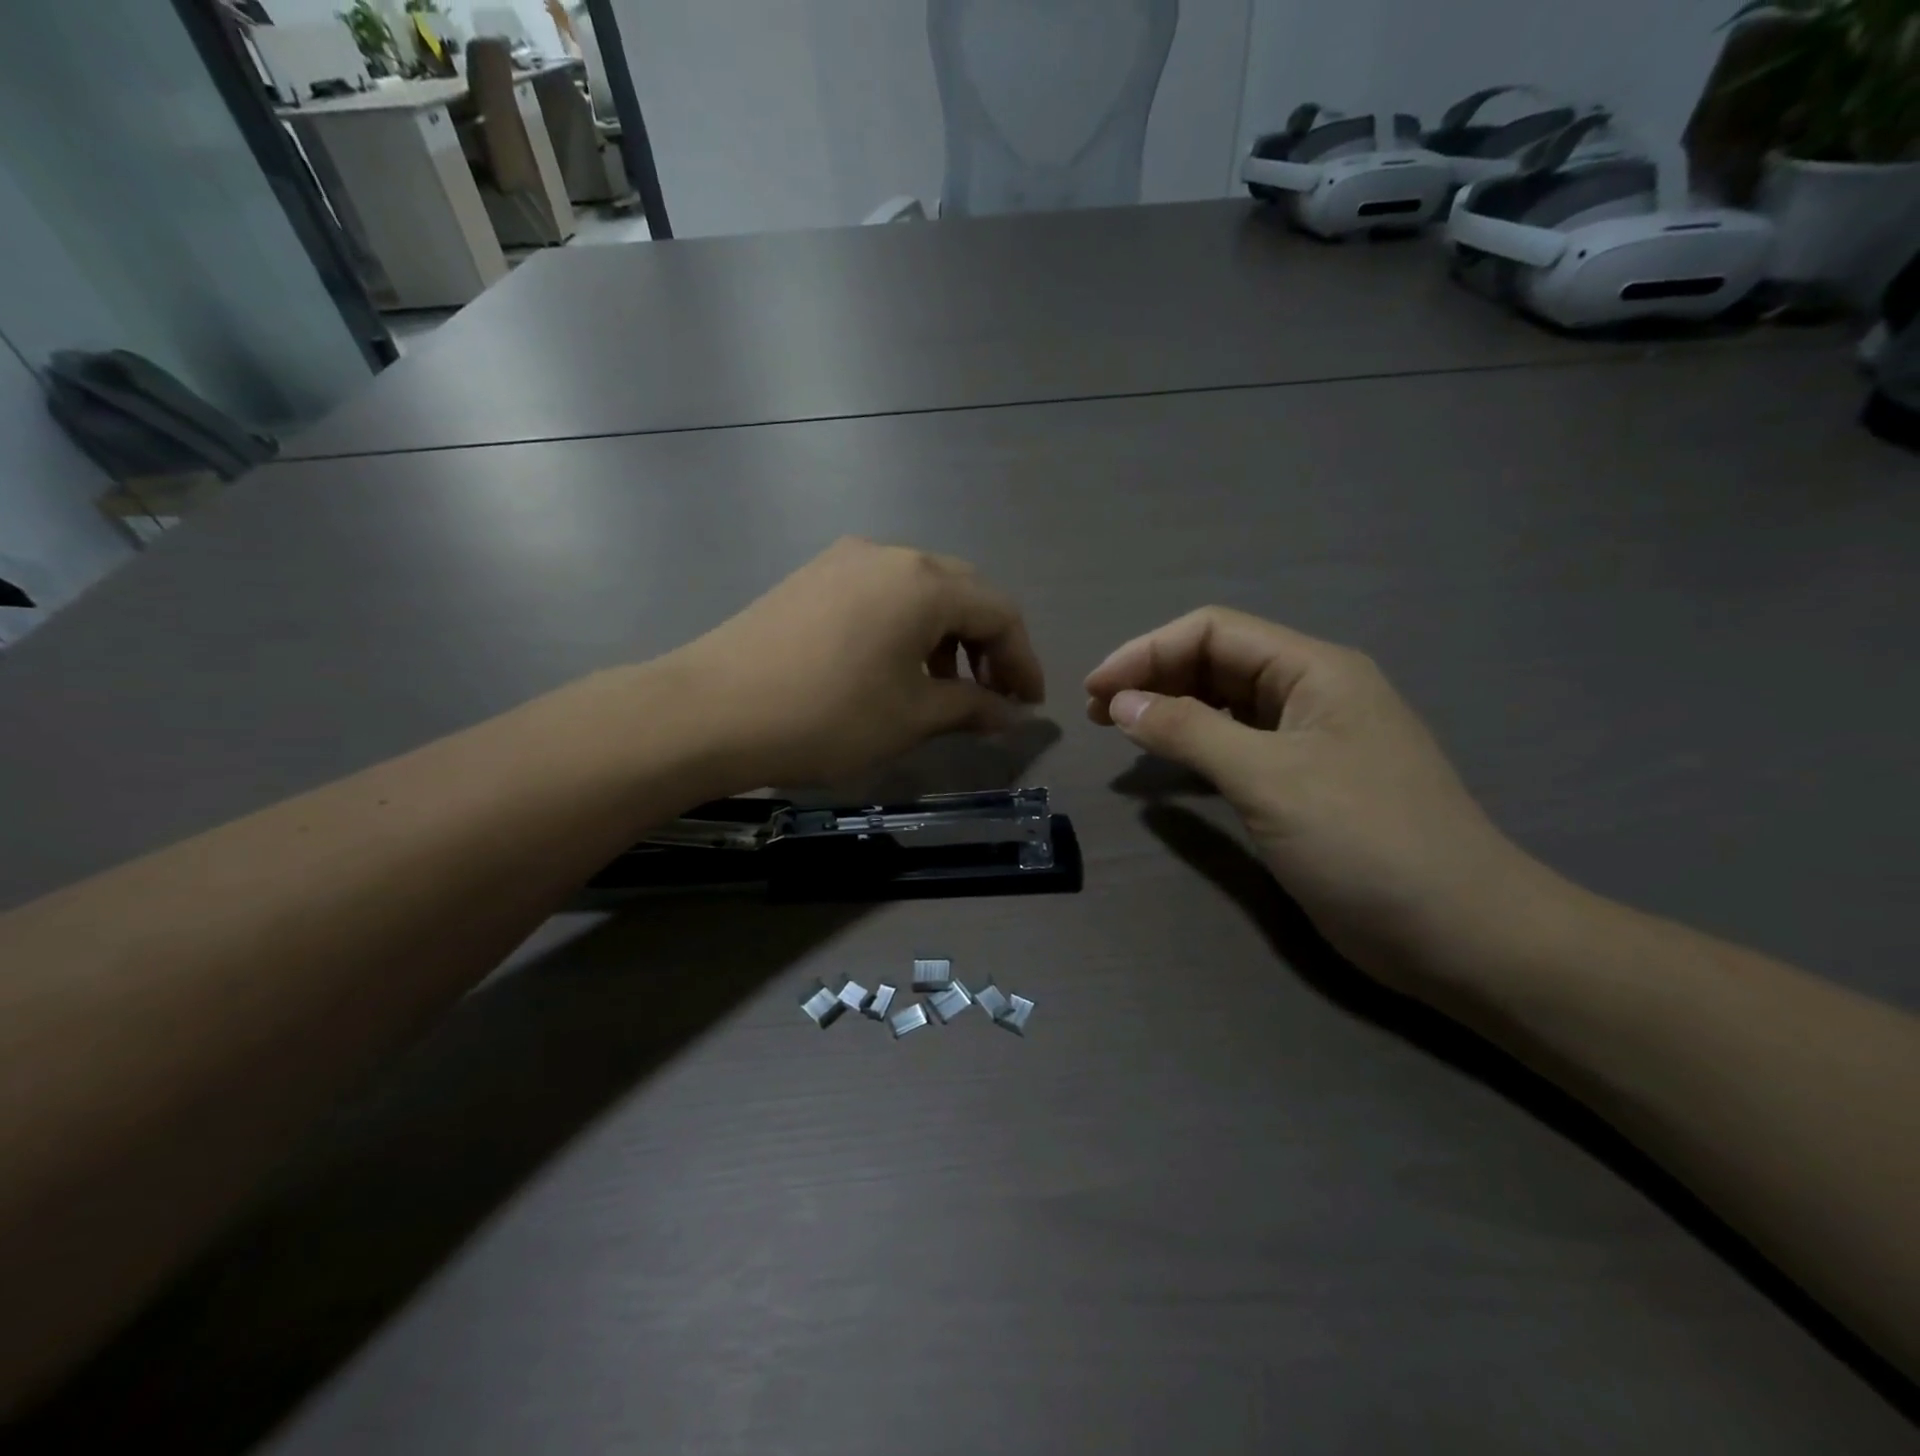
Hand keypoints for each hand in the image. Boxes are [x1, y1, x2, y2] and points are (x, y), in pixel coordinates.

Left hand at [673, 538, 1044, 790]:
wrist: (709, 711)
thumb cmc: (827, 716)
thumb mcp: (911, 717)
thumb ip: (970, 708)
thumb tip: (1010, 715)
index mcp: (925, 582)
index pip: (1000, 612)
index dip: (1023, 660)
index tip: (1029, 705)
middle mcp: (890, 554)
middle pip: (963, 592)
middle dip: (987, 645)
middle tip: (992, 695)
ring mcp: (844, 560)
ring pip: (920, 590)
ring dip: (945, 635)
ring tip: (942, 687)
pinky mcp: (812, 577)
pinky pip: (880, 593)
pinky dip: (905, 627)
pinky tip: (892, 666)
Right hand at [1085, 607, 1548, 987]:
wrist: (1458, 933)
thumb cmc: (1365, 842)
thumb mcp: (1269, 778)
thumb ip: (1190, 732)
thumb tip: (1121, 702)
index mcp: (1314, 671)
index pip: (1214, 632)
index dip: (1147, 651)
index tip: (1095, 690)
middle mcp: (1311, 694)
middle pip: (1217, 662)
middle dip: (1154, 676)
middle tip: (1097, 711)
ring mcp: (1310, 740)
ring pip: (1225, 703)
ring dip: (1170, 708)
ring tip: (1118, 728)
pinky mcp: (1304, 783)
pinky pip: (1237, 745)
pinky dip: (1195, 744)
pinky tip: (1167, 758)